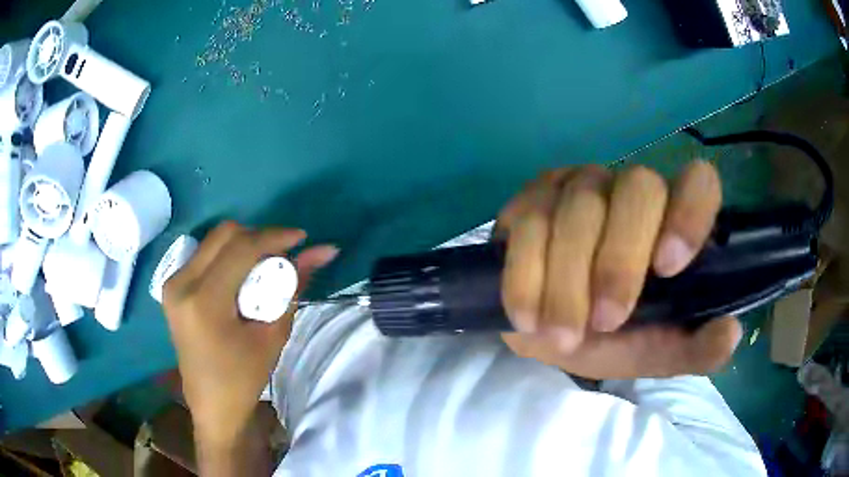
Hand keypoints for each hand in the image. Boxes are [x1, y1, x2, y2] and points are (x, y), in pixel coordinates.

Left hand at [163, 222, 337, 446]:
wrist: (211, 404)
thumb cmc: (243, 379)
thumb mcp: (273, 335)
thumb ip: (293, 286)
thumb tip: (322, 251)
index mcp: (203, 301)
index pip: (241, 249)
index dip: (274, 236)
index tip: (302, 238)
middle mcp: (181, 283)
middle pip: (224, 234)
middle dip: (259, 237)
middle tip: (283, 254)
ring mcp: (173, 283)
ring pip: (214, 241)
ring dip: (244, 245)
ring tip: (265, 267)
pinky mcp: (173, 286)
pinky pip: (205, 255)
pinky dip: (229, 256)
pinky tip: (243, 277)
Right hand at [497, 162, 742, 378]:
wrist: (545, 330)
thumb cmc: (611, 337)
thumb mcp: (656, 352)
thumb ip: (695, 349)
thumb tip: (730, 334)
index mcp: (672, 220)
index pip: (698, 183)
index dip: (689, 213)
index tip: (668, 269)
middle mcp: (630, 189)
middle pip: (637, 188)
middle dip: (620, 261)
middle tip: (605, 323)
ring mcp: (578, 187)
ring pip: (578, 210)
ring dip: (568, 283)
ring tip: (562, 336)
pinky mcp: (531, 199)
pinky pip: (527, 224)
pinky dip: (526, 279)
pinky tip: (527, 317)